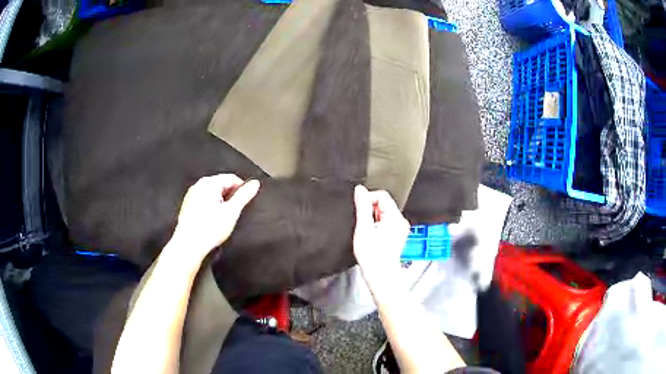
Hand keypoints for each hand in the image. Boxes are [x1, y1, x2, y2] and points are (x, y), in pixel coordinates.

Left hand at [169, 174, 259, 262]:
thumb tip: (255, 183)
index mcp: (209, 183)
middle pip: (221, 185)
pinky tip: (213, 222)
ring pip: (213, 195)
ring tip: (224, 219)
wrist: (188, 245)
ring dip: (221, 203)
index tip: (247, 203)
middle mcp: (198, 185)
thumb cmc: (210, 229)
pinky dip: (211, 208)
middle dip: (230, 197)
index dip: (242, 189)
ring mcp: (191, 195)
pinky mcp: (187, 206)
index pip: (232, 178)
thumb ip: (244, 196)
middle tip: (235, 213)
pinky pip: (204, 202)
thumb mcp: (232, 212)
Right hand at [353, 185, 409, 284]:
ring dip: (373, 220)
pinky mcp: (397, 235)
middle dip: (370, 211)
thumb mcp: (363, 228)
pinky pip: (386, 223)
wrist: (381, 276)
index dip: (368, 200)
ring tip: (368, 234)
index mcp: (395, 217)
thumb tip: (360, 190)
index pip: (382, 195)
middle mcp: (401, 221)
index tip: (361, 213)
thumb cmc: (373, 257)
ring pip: (383, 214)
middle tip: (364, 227)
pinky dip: (377, 227)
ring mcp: (400, 229)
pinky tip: (373, 238)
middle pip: (383, 204)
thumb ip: (362, 206)